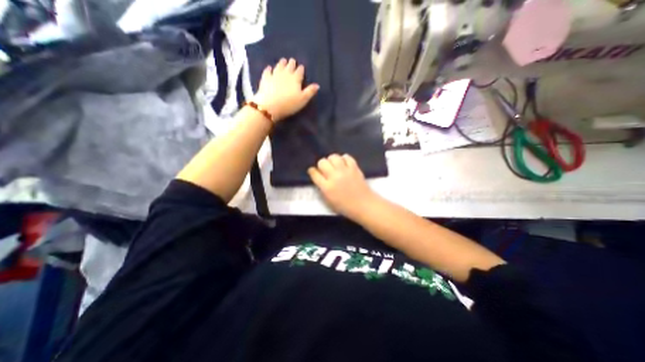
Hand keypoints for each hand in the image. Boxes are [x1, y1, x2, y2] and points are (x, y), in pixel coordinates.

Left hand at [253, 58, 320, 123]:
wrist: (270, 106)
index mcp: (295, 79)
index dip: (301, 69)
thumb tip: (317, 85)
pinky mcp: (265, 79)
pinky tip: (269, 68)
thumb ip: (310, 91)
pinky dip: (269, 69)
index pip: (299, 71)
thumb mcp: (303, 100)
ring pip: (279, 66)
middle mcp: (285, 74)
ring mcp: (274, 75)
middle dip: (292, 63)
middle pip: (289, 66)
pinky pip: (267, 71)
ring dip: (282, 63)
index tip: (301, 67)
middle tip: (292, 61)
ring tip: (283, 60)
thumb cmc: (289, 104)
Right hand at [307, 154, 378, 218]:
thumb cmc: (345, 206)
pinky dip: (344, 159)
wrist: (363, 205)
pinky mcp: (354, 168)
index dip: (312, 171)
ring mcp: (345, 171)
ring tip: (334, 165)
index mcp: (327, 187)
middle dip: (321, 165)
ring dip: (332, 160)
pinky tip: (344, 163)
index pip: (314, 174)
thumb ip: (322, 188)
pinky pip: (347, 157)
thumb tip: (318, 177)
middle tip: (325, 169)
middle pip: (322, 162)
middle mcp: (334, 177)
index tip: (313, 171)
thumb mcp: (329, 200)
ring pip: (333, 157)